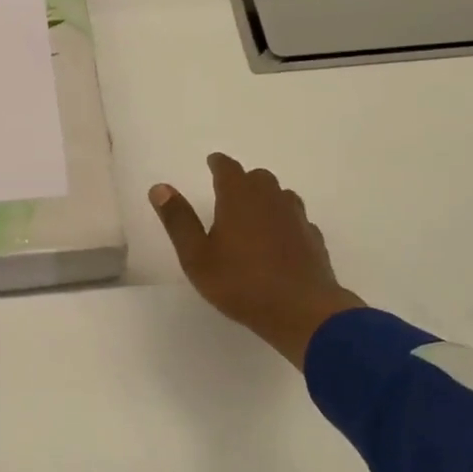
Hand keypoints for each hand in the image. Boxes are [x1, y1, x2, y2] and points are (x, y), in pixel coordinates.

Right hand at [149, 153, 363, 368]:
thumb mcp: (196, 256)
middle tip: (228, 191)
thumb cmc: (239, 282)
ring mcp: (296, 218)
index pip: (228, 169)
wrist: (300, 310)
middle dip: (242, 180)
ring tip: (252, 214)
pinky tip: (278, 239)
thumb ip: (178, 220)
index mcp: (239, 197)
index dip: (218, 163)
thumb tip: (159, 188)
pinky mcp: (313, 239)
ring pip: (280, 196)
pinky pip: (295, 220)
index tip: (212, 161)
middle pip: (257, 178)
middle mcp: (270, 199)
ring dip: (265, 198)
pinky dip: (284, 222)